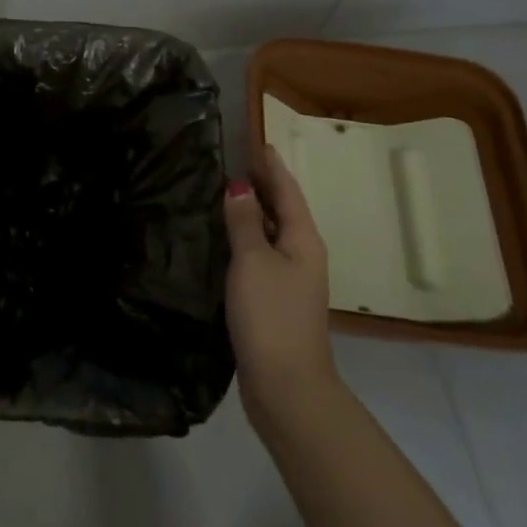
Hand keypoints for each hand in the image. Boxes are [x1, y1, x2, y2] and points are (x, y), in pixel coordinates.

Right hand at [225, 145, 338, 430]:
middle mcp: (302, 254)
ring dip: (251, 210)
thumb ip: (244, 222)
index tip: (256, 140)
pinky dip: (245, 237)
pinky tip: (224, 237)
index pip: (286, 189)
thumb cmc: (271, 315)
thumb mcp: (253, 261)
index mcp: (303, 239)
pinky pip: (261, 254)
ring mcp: (290, 279)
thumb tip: (238, 187)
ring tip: (223, 189)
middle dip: (261, 183)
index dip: (271, 164)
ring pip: (270, 232)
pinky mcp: (275, 299)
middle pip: (282, 208)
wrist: (286, 387)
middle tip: (232, 159)